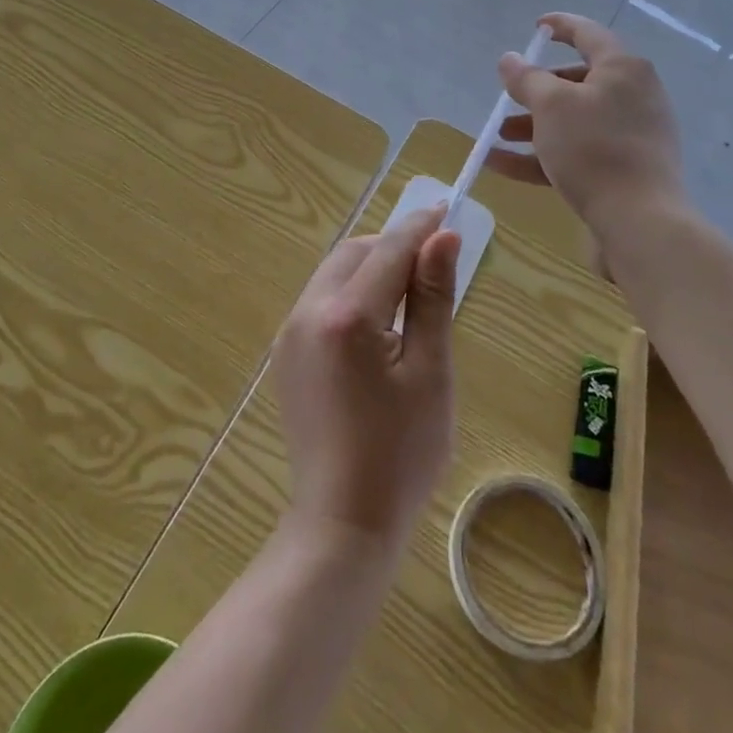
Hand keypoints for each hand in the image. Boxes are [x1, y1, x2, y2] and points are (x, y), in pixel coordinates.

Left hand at [272, 208, 460, 555]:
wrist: (341, 523)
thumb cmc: (401, 453)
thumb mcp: (430, 373)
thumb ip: (433, 298)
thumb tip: (443, 237)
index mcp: (347, 316)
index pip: (388, 250)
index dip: (420, 227)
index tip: (446, 208)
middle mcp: (308, 312)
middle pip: (354, 253)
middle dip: (391, 245)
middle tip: (432, 259)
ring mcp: (290, 332)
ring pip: (334, 273)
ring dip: (370, 268)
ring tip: (409, 290)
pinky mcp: (286, 353)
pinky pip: (320, 301)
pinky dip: (351, 294)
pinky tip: (376, 323)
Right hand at [487, 12, 683, 222]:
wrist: (639, 221)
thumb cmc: (594, 148)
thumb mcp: (551, 106)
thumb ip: (526, 79)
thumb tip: (509, 59)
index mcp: (623, 69)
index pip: (589, 34)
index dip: (561, 26)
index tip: (537, 27)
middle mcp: (633, 96)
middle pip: (578, 82)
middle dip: (536, 90)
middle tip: (509, 96)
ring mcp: (631, 135)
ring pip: (574, 120)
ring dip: (533, 126)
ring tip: (497, 136)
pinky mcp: (624, 169)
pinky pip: (576, 152)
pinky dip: (541, 155)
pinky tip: (501, 165)